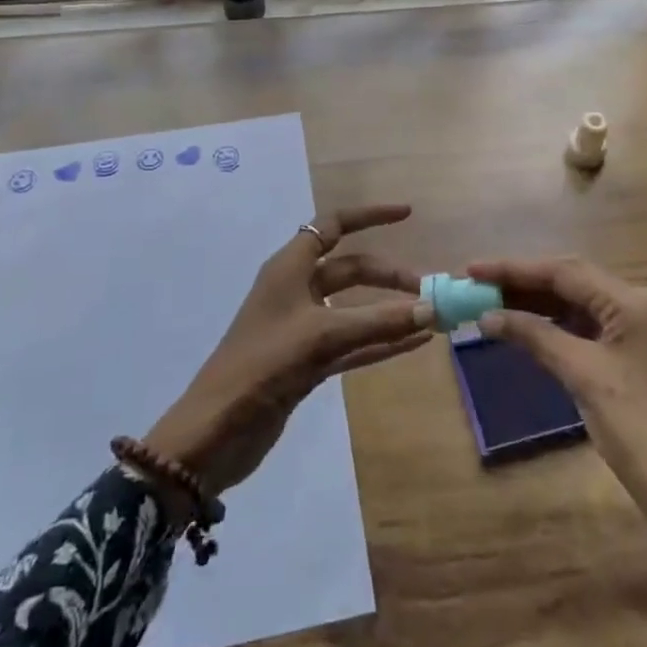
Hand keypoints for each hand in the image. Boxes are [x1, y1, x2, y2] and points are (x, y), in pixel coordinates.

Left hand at [145, 203, 432, 496]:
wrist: (214, 432)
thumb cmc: (262, 365)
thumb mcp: (321, 337)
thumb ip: (377, 323)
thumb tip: (431, 310)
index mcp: (290, 267)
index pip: (333, 225)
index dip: (369, 216)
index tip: (408, 214)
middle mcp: (296, 289)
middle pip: (349, 268)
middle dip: (387, 274)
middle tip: (427, 290)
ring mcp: (302, 327)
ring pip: (354, 308)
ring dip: (388, 310)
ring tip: (429, 316)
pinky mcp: (307, 362)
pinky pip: (353, 342)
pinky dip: (380, 341)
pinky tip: (413, 345)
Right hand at [472, 258, 646, 646]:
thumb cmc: (639, 430)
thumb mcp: (582, 376)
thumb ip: (535, 336)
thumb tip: (488, 316)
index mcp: (632, 302)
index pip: (564, 272)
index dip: (514, 268)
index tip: (472, 269)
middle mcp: (637, 307)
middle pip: (571, 281)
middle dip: (523, 282)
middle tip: (478, 285)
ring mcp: (637, 333)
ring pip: (577, 304)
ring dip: (536, 303)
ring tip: (492, 304)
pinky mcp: (633, 358)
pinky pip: (586, 328)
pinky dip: (553, 326)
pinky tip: (525, 330)